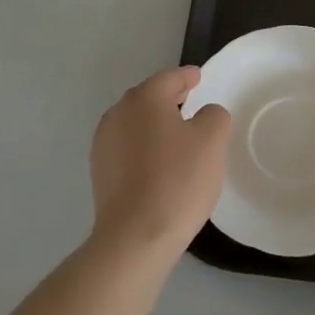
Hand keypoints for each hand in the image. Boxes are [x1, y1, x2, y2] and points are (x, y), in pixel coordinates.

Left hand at [90, 66, 230, 257]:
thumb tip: (204, 114)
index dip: (187, 77)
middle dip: (169, 97)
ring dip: (154, 124)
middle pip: (148, 97)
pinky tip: (158, 164)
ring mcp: (104, 144)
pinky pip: (127, 148)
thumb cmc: (178, 180)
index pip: (169, 78)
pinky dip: (143, 147)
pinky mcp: (100, 172)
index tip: (198, 78)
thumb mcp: (212, 140)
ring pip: (135, 123)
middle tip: (190, 102)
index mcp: (145, 98)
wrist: (135, 237)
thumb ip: (213, 116)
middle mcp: (118, 113)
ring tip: (176, 136)